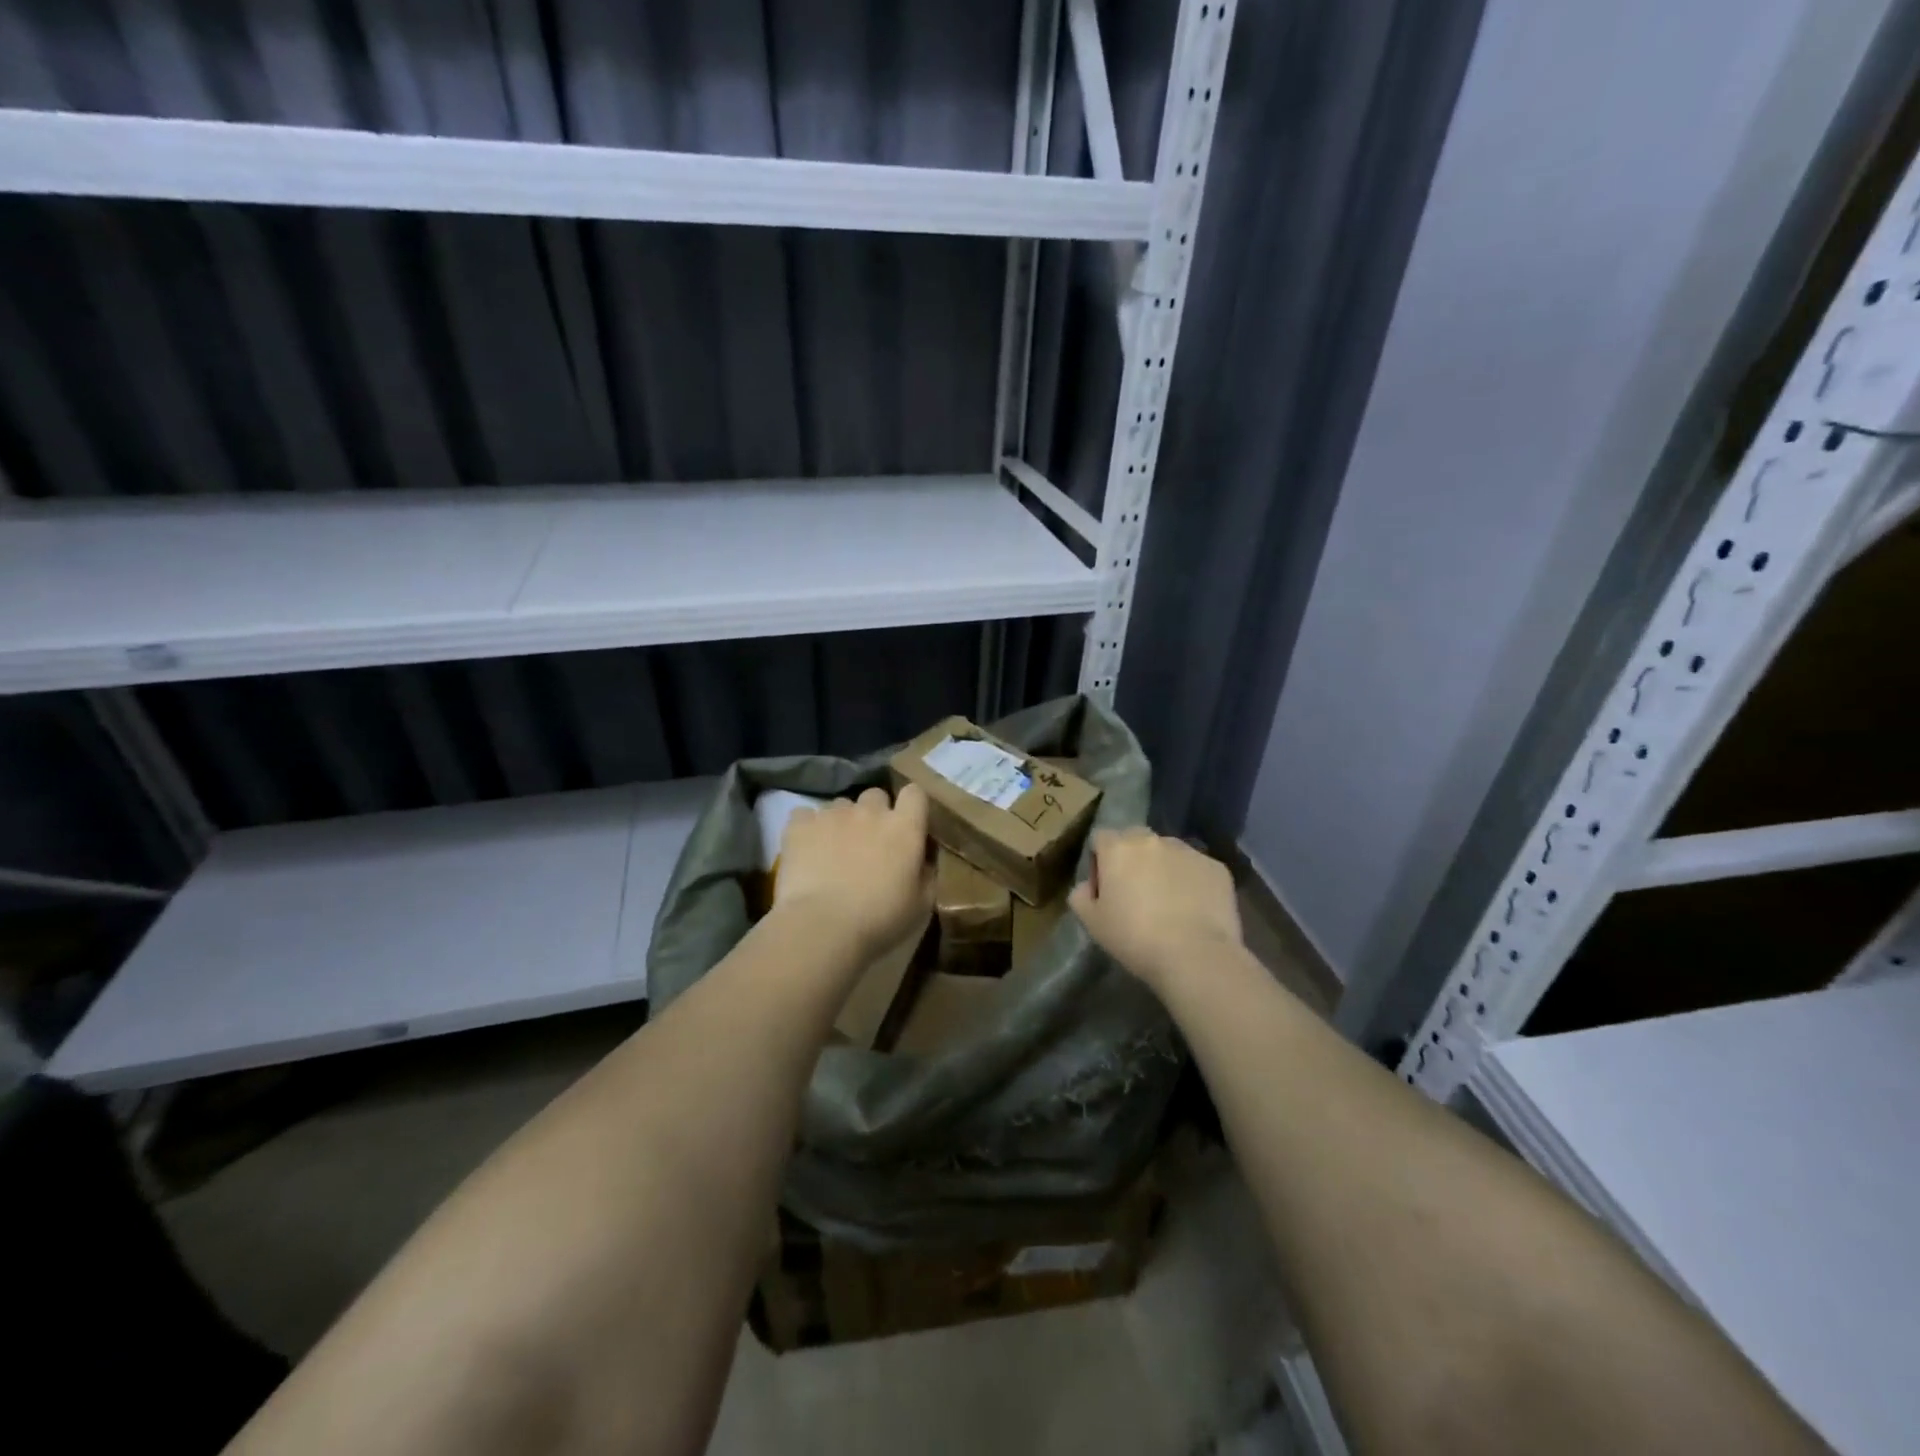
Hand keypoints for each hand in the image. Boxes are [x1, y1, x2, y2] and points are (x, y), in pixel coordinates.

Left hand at [775, 784, 933, 959]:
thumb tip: (922, 861)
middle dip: (874, 813)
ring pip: (840, 805)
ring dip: (841, 822)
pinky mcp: (800, 824)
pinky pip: (805, 815)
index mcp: (904, 828)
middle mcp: (870, 811)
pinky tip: (806, 850)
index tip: (907, 825)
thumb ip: (925, 874)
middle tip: (869, 843)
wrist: (823, 926)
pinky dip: (807, 828)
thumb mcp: (921, 905)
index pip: (915, 793)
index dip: (911, 805)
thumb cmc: (880, 920)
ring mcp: (832, 814)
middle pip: (876, 796)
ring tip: (832, 851)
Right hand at [1069, 828, 1242, 992]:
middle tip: (1136, 894)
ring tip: (1169, 903)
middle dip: (1133, 859)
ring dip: (1163, 868)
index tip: (1105, 889)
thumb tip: (1087, 886)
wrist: (1195, 956)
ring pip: (1168, 852)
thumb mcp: (1092, 922)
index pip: (1100, 839)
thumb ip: (1080, 895)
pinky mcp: (1216, 867)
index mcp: (1118, 848)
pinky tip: (1193, 910)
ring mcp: (1188, 851)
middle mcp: (1152, 839)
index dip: (1100, 862)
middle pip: (1135, 840)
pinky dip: (1192, 882)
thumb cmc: (1135, 938)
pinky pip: (1196, 868)